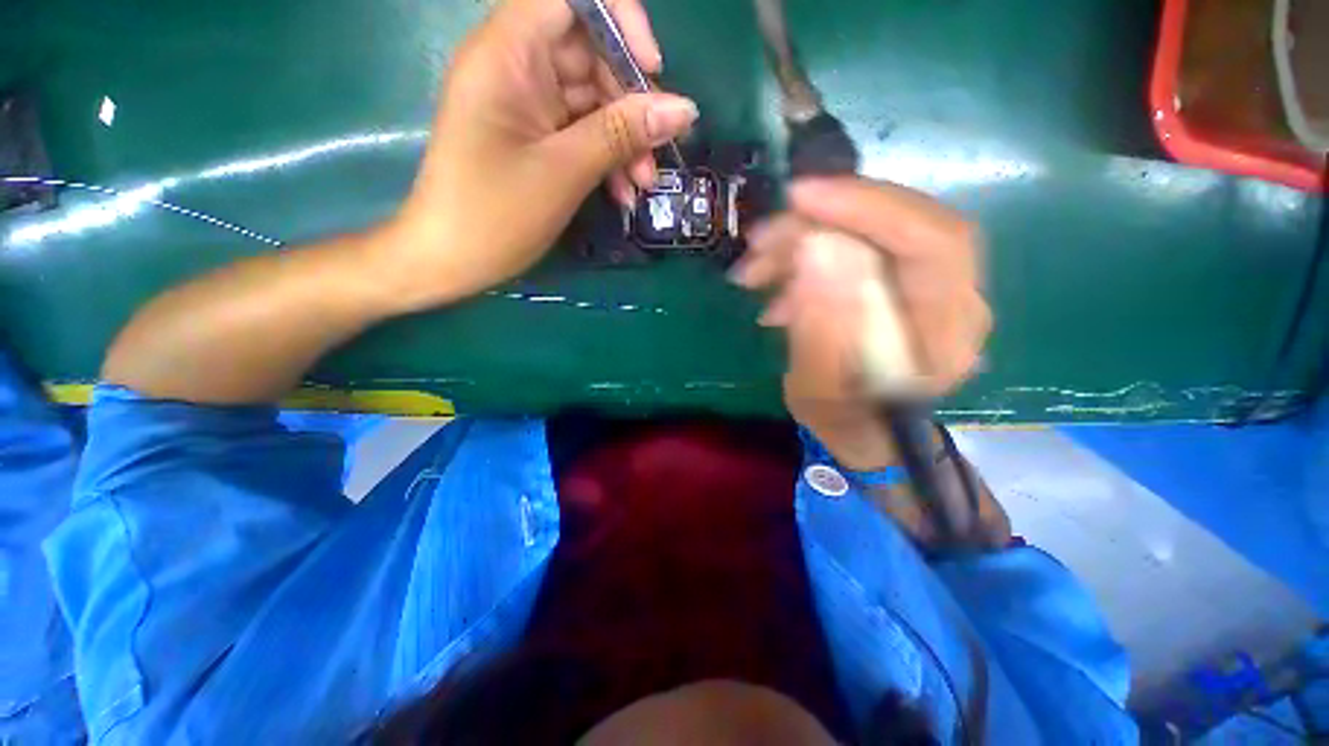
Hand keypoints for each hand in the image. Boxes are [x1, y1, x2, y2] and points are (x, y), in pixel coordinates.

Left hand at [386, 0, 697, 308]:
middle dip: (631, 104)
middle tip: (655, 155)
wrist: (451, 261)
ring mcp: (527, 104)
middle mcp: (516, 66)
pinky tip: (623, 192)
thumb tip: (684, 109)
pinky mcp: (535, 137)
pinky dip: (607, 158)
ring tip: (642, 186)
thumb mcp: (564, 171)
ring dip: (625, 141)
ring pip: (593, 100)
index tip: (652, 72)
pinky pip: (583, 132)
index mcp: (507, 52)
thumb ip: (622, 134)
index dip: (620, 22)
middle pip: (592, 54)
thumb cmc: (494, 215)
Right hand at [731, 177, 990, 469]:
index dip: (867, 207)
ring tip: (754, 271)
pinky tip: (772, 284)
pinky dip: (806, 255)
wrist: (862, 428)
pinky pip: (853, 245)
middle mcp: (951, 296)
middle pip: (898, 224)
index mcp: (947, 332)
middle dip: (821, 222)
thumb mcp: (819, 391)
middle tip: (760, 240)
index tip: (799, 198)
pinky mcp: (896, 278)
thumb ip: (820, 330)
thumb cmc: (843, 420)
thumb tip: (813, 251)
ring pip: (869, 230)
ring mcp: (925, 283)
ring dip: (803, 240)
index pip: (931, 241)